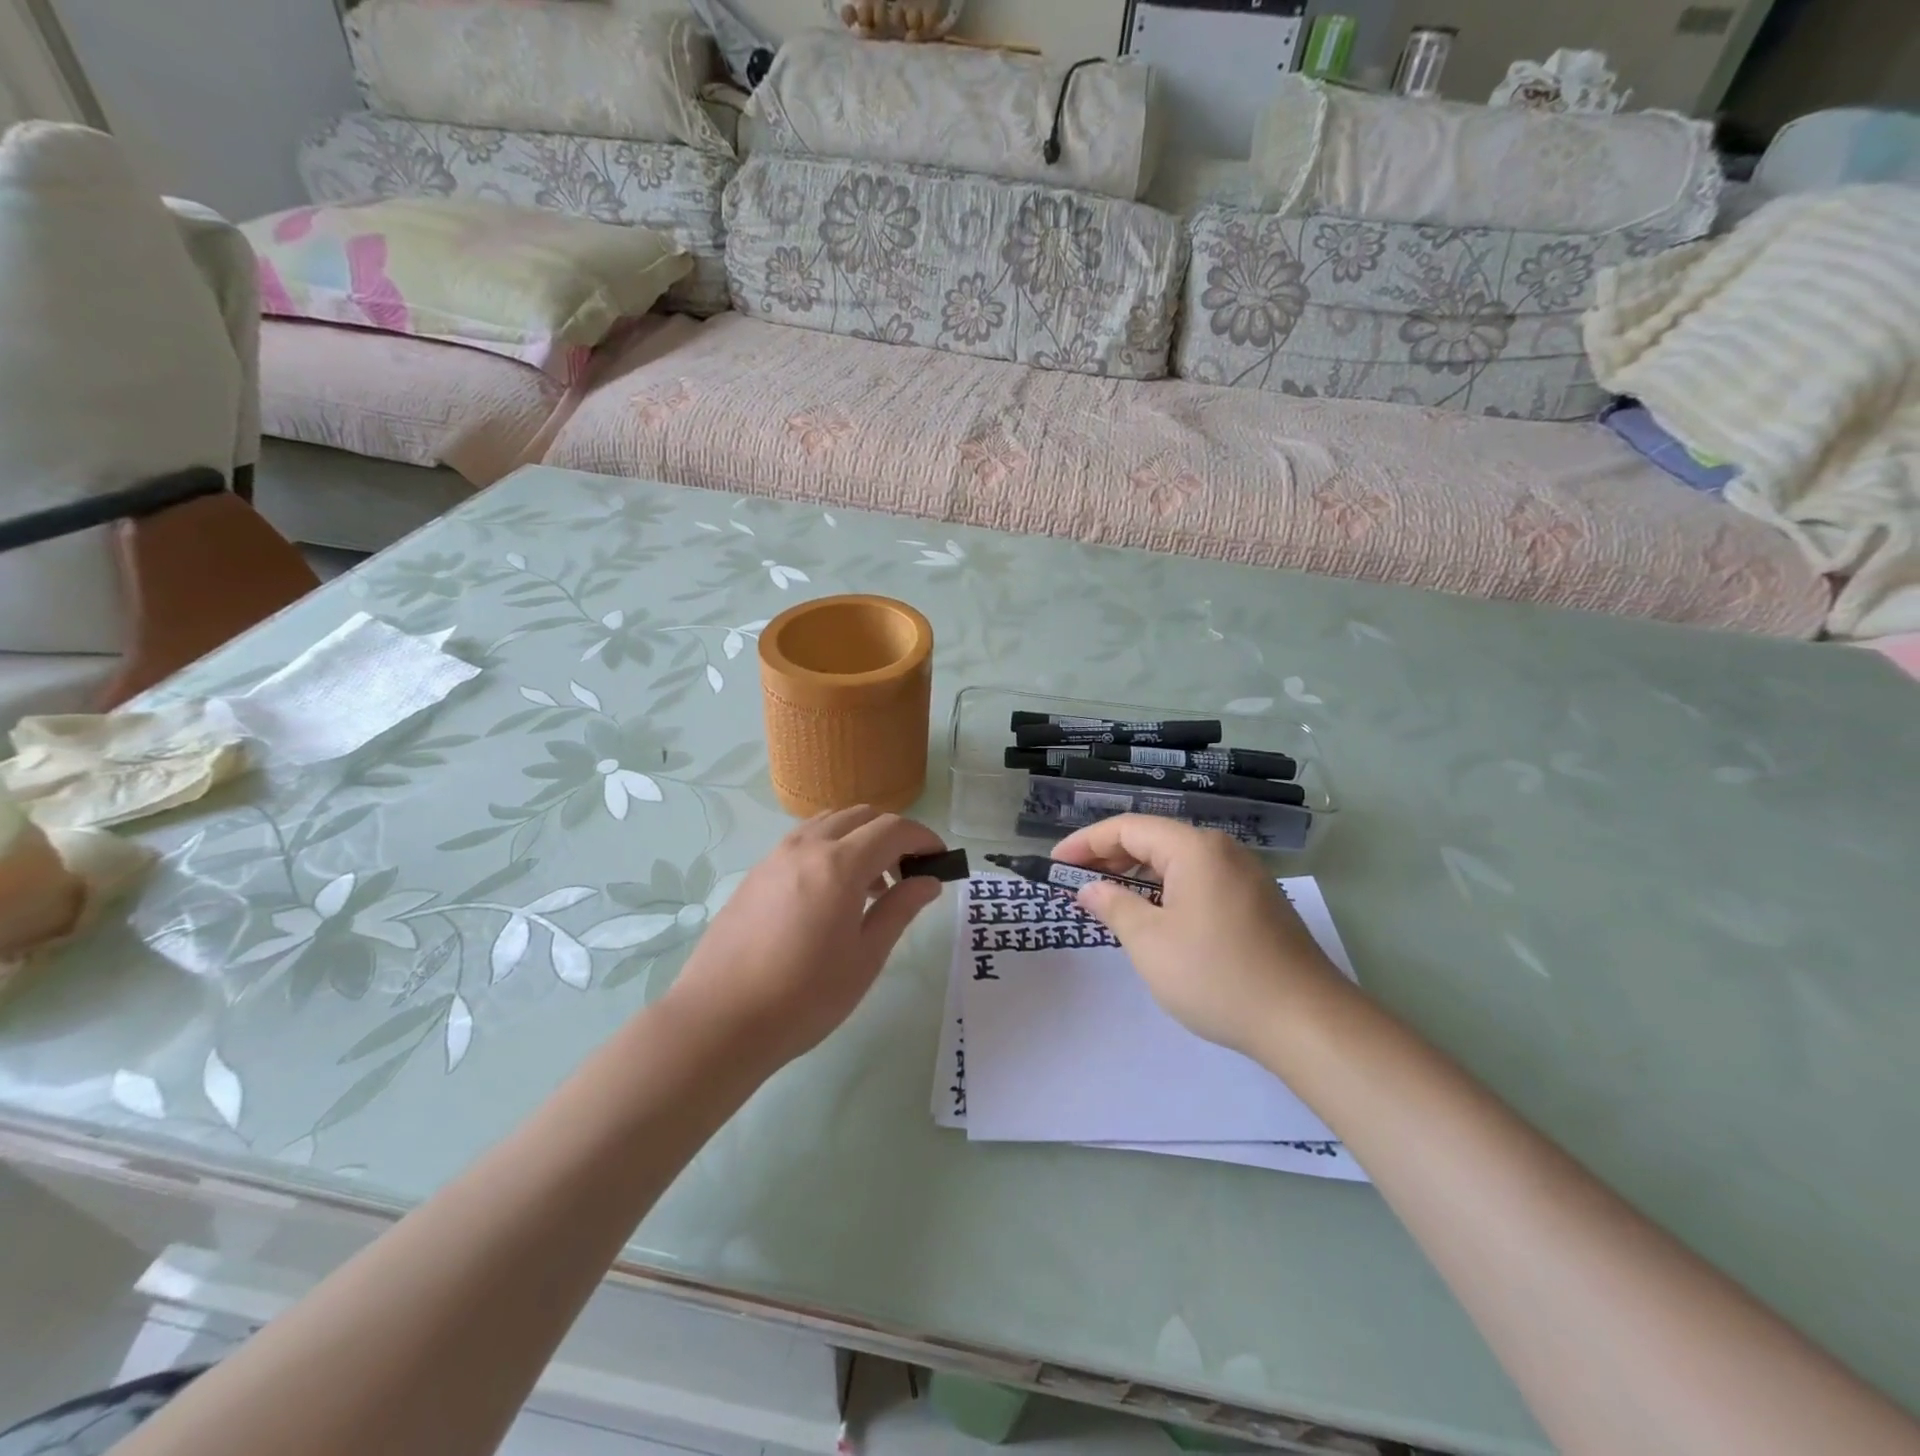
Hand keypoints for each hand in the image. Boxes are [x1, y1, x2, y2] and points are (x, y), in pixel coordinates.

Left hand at [663, 807, 945, 1067]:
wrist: (719, 1020)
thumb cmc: (804, 996)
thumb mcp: (865, 957)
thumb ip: (899, 910)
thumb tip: (928, 881)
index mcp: (840, 864)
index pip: (894, 829)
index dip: (923, 838)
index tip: (940, 859)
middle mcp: (807, 846)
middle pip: (862, 816)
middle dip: (894, 834)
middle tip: (909, 872)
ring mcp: (776, 856)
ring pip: (830, 823)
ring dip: (860, 838)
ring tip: (871, 886)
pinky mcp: (757, 872)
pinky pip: (804, 841)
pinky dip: (831, 848)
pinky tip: (832, 895)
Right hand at [1052, 815, 1348, 1058]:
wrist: (1306, 1021)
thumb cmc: (1217, 975)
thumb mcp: (1151, 943)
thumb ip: (1114, 906)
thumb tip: (1089, 888)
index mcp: (1194, 848)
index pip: (1127, 827)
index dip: (1085, 843)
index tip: (1055, 865)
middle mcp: (1222, 851)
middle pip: (1154, 839)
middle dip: (1110, 857)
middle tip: (1076, 883)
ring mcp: (1245, 876)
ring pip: (1177, 862)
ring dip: (1138, 875)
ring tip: (1109, 900)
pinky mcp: (1257, 902)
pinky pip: (1199, 881)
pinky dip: (1167, 891)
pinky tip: (1155, 918)